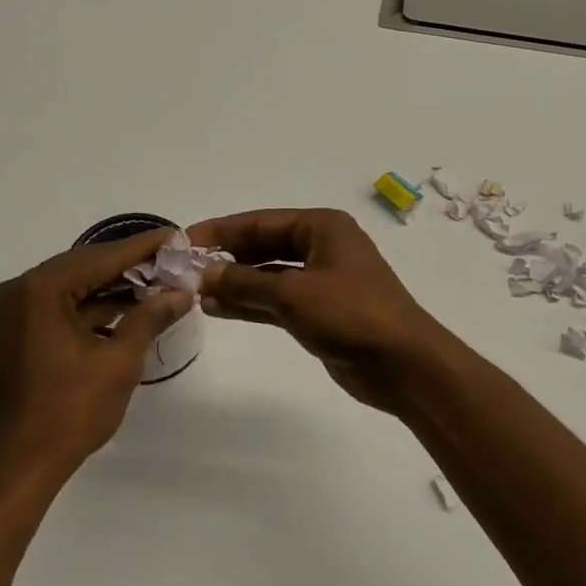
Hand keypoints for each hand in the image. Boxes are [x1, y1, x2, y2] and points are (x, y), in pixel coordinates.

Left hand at [0, 230, 193, 497]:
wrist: (18, 467)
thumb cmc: (70, 413)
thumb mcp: (119, 361)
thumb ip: (150, 317)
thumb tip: (182, 292)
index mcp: (38, 291)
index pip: (100, 258)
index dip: (142, 248)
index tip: (175, 237)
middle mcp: (16, 292)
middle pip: (83, 267)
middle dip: (128, 266)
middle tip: (170, 261)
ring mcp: (9, 313)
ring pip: (70, 287)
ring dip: (110, 288)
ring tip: (156, 285)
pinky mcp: (12, 334)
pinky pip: (56, 308)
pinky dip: (89, 308)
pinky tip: (126, 310)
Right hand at [188, 208, 456, 413]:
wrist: (401, 363)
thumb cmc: (350, 314)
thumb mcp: (292, 293)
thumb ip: (244, 282)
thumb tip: (204, 273)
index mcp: (322, 227)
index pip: (261, 222)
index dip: (221, 231)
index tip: (184, 241)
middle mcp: (322, 247)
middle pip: (264, 246)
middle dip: (227, 258)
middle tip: (185, 269)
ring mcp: (322, 281)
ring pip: (268, 276)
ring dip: (235, 284)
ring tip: (195, 293)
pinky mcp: (320, 312)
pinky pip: (277, 301)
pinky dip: (250, 304)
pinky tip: (218, 309)